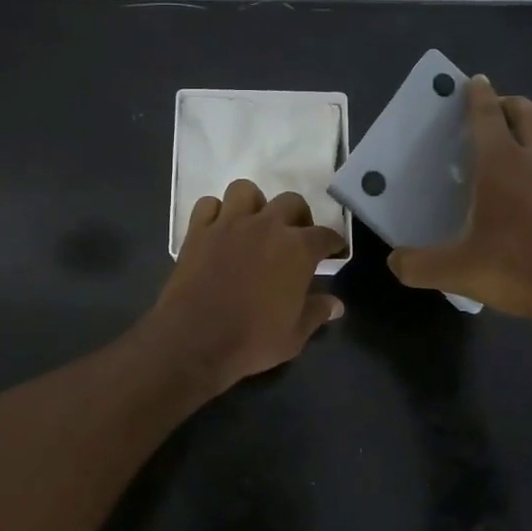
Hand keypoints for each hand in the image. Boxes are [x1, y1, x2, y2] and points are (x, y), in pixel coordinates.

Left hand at [145, 179, 345, 392]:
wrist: (195, 339)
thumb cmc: (253, 340)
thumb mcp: (294, 335)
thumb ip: (316, 313)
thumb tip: (336, 304)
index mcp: (297, 249)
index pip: (324, 235)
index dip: (332, 243)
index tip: (333, 250)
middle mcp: (266, 226)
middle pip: (290, 202)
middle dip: (298, 216)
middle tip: (295, 236)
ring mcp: (229, 223)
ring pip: (246, 191)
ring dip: (254, 204)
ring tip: (254, 225)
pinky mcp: (198, 230)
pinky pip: (208, 205)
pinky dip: (215, 212)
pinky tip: (219, 229)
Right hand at [388, 76, 531, 318]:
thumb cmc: (516, 267)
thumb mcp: (455, 271)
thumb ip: (418, 265)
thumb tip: (394, 261)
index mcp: (501, 167)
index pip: (488, 119)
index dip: (478, 97)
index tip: (476, 80)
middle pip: (530, 117)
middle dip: (513, 105)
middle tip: (500, 105)